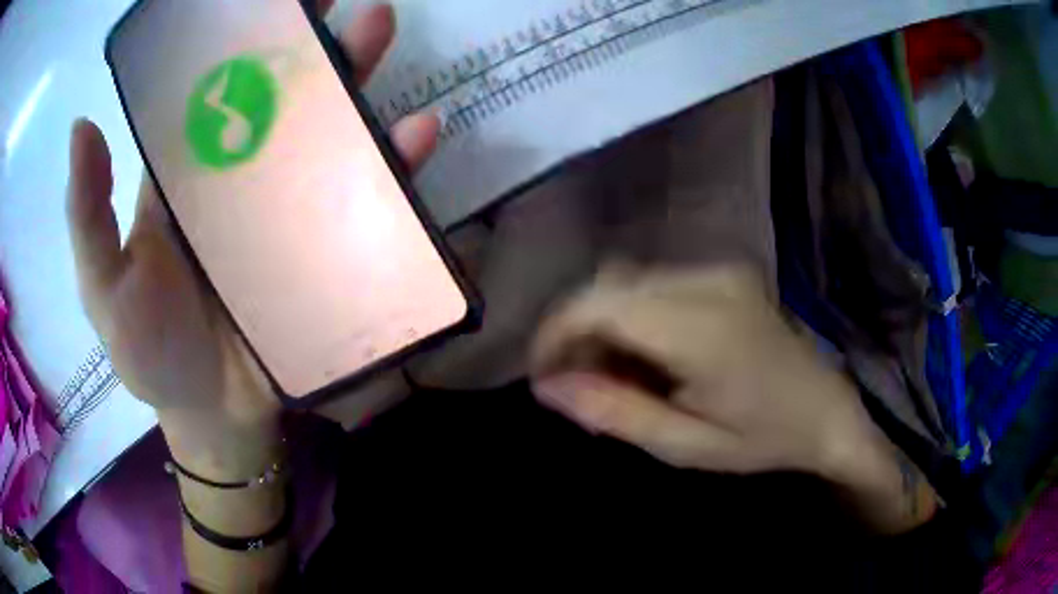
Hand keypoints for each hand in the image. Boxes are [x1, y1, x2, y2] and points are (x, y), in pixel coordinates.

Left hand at [66, 3, 437, 469]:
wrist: (214, 416)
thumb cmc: (150, 354)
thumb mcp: (102, 287)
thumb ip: (89, 215)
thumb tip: (81, 126)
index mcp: (182, 176)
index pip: (209, 88)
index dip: (233, 38)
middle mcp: (238, 179)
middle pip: (277, 96)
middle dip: (305, 41)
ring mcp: (288, 212)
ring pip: (326, 133)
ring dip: (354, 80)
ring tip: (379, 29)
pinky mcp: (328, 250)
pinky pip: (366, 200)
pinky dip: (393, 165)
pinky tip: (418, 133)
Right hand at [531, 265, 936, 532]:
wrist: (827, 409)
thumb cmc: (762, 438)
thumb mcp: (686, 446)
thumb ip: (614, 413)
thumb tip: (547, 387)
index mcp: (702, 327)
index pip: (599, 304)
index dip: (555, 334)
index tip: (543, 376)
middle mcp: (707, 281)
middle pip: (608, 286)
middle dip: (577, 331)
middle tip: (581, 386)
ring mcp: (719, 269)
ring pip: (627, 280)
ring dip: (604, 321)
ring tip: (617, 373)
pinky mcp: (724, 271)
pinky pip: (654, 281)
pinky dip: (633, 312)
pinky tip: (649, 351)